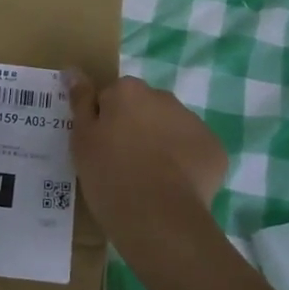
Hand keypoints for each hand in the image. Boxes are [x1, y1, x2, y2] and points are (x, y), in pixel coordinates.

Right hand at [65, 75, 226, 239]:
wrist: (158, 218)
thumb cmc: (110, 175)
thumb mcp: (82, 140)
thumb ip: (80, 101)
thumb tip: (74, 71)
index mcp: (128, 91)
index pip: (112, 97)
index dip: (105, 122)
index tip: (102, 148)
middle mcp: (163, 97)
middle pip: (145, 109)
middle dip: (136, 129)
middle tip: (124, 165)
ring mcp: (193, 122)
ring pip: (171, 128)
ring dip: (162, 144)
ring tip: (150, 180)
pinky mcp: (214, 148)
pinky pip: (194, 150)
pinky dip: (186, 164)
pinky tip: (174, 188)